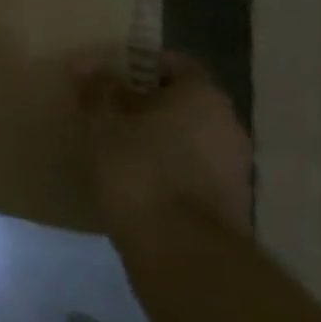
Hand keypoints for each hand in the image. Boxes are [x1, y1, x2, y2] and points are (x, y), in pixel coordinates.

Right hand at [77, 52, 251, 239]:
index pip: (174, 64)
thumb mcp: (104, 122)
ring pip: (189, 140)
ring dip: (159, 141)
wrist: (184, 258)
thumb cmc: (141, 171)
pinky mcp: (230, 209)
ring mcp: (234, 170)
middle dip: (147, 105)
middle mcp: (228, 126)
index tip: (110, 76)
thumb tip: (86, 63)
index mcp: (203, 95)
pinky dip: (168, 174)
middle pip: (183, 103)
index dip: (140, 65)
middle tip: (109, 111)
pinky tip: (137, 185)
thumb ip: (97, 89)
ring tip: (118, 150)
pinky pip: (193, 175)